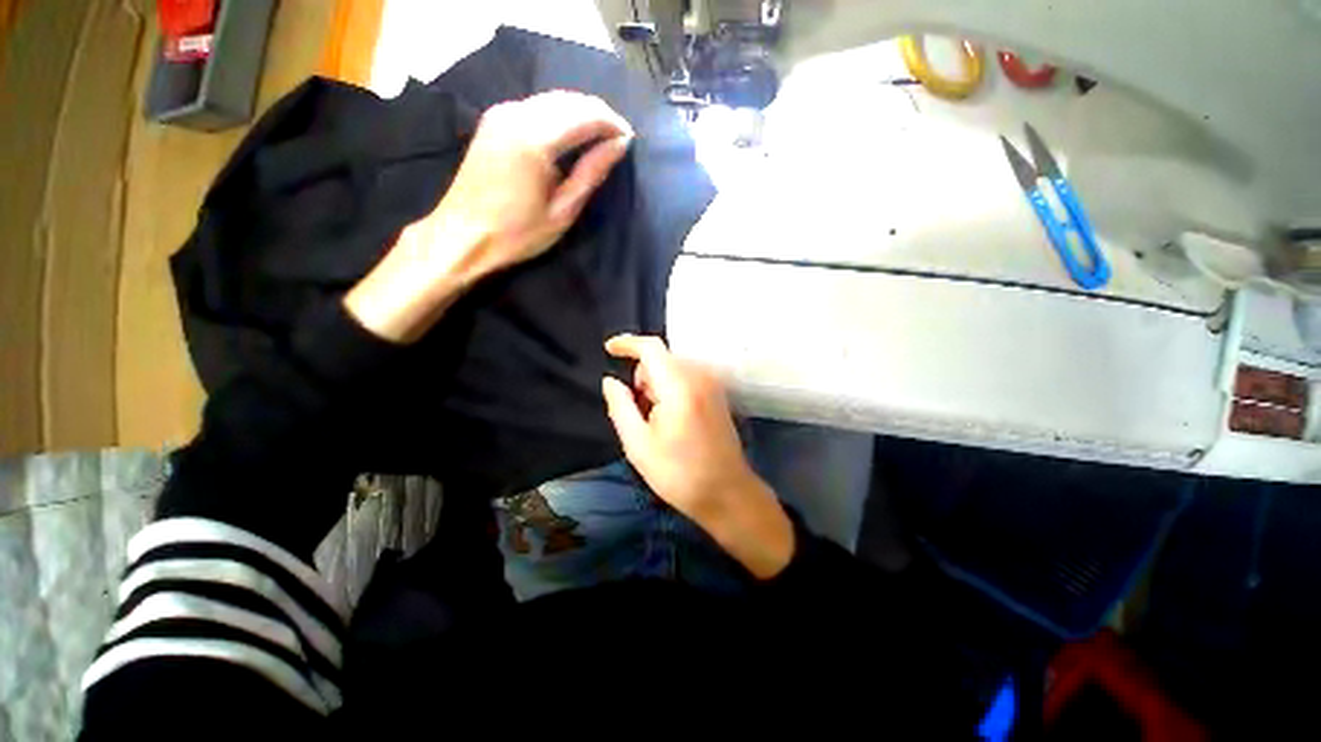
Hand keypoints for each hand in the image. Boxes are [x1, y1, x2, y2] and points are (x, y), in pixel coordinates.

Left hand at [434, 90, 634, 275]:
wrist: (461, 235)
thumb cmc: (516, 234)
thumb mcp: (562, 211)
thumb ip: (591, 173)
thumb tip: (619, 145)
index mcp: (534, 139)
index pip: (585, 114)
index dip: (612, 123)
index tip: (629, 140)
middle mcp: (516, 114)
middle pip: (570, 100)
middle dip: (599, 115)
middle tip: (617, 141)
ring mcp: (501, 113)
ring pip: (553, 99)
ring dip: (580, 113)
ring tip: (599, 139)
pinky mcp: (494, 120)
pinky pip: (537, 106)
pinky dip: (560, 115)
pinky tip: (571, 136)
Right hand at [602, 335, 793, 578]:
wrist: (727, 493)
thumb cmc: (679, 473)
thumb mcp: (638, 444)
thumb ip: (620, 406)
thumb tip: (610, 381)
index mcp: (679, 386)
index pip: (651, 348)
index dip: (627, 343)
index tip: (608, 349)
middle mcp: (699, 377)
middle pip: (661, 358)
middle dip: (642, 376)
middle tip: (638, 411)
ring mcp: (712, 384)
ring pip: (673, 368)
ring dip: (657, 383)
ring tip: (655, 420)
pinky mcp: (718, 394)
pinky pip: (686, 377)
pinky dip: (671, 388)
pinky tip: (672, 418)